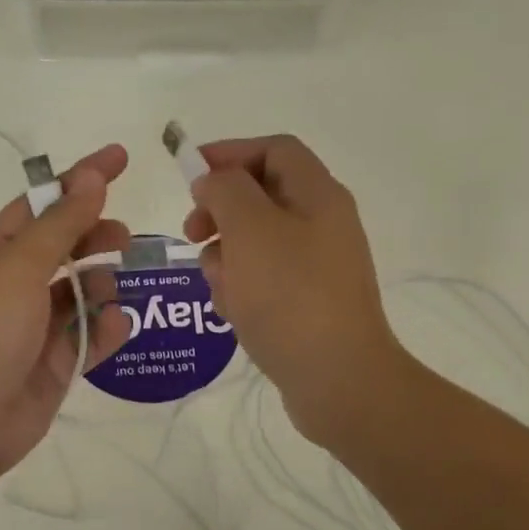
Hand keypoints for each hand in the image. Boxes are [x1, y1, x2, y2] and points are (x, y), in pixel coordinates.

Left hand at [0, 145, 132, 485]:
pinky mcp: (52, 366)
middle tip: (124, 238)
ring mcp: (33, 328)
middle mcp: (12, 286)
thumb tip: (91, 178)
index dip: (79, 180)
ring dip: (101, 285)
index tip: (122, 159)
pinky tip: (117, 325)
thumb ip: (60, 226)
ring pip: (80, 293)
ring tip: (112, 290)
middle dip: (94, 236)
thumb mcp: (16, 269)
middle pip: (63, 247)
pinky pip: (88, 337)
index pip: (41, 205)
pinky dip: (106, 329)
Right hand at [183, 135, 405, 449]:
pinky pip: (266, 282)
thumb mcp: (251, 229)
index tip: (189, 177)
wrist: (339, 380)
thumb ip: (226, 190)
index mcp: (318, 195)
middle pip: (261, 197)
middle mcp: (323, 225)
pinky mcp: (308, 305)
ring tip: (217, 285)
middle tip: (192, 234)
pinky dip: (243, 290)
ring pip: (257, 244)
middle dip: (221, 212)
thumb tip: (214, 181)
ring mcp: (318, 268)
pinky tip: (233, 314)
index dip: (229, 153)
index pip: (273, 149)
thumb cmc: (291, 296)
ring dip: (226, 257)